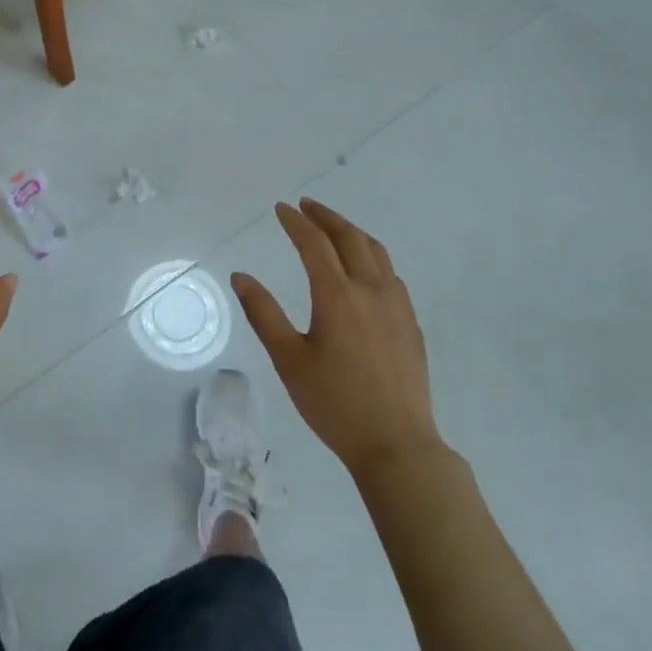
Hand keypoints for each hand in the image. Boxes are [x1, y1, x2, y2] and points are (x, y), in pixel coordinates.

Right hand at [232, 198, 444, 479]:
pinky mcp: (410, 322)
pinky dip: (371, 256)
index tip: (281, 208)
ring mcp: (396, 305)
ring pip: (376, 251)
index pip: (314, 244)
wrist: (396, 443)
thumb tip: (241, 276)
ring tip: (333, 228)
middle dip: (326, 217)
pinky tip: (364, 268)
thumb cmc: (334, 403)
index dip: (296, 222)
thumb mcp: (288, 359)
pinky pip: (390, 273)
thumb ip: (263, 313)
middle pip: (349, 238)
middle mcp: (370, 289)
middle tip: (306, 206)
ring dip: (351, 232)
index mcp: (337, 295)